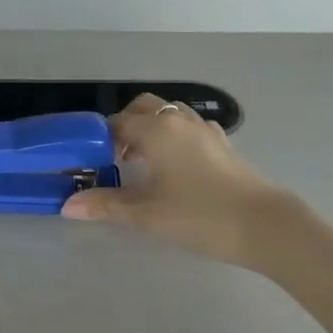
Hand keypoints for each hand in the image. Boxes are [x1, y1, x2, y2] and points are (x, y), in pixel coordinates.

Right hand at [61, 94, 294, 267]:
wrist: (264, 225)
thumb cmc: (198, 216)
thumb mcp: (146, 214)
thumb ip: (106, 205)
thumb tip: (68, 205)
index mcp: (155, 130)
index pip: (116, 123)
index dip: (99, 140)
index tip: (91, 162)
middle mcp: (178, 120)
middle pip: (143, 108)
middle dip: (125, 126)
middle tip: (115, 158)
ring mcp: (204, 130)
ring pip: (169, 114)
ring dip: (151, 128)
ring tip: (144, 162)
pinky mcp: (222, 144)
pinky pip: (190, 127)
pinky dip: (175, 136)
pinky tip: (175, 165)